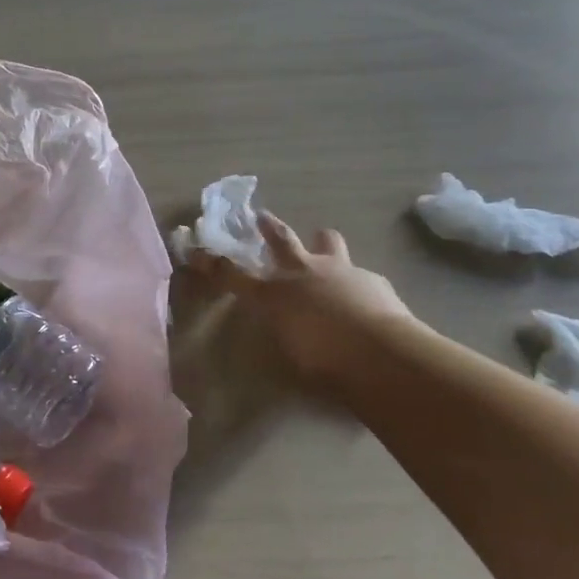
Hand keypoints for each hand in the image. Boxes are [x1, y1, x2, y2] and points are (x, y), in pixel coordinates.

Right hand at [189, 215, 417, 387]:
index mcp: (274, 293)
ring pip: (327, 241)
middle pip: (280, 240)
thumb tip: (284, 328)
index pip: (234, 275)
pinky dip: (358, 282)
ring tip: (323, 243)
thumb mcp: (291, 354)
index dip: (214, 264)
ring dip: (322, 243)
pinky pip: (361, 274)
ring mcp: (339, 270)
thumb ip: (284, 333)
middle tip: (262, 216)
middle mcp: (302, 273)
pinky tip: (365, 297)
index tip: (197, 252)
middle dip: (268, 227)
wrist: (381, 353)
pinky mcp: (372, 278)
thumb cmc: (324, 362)